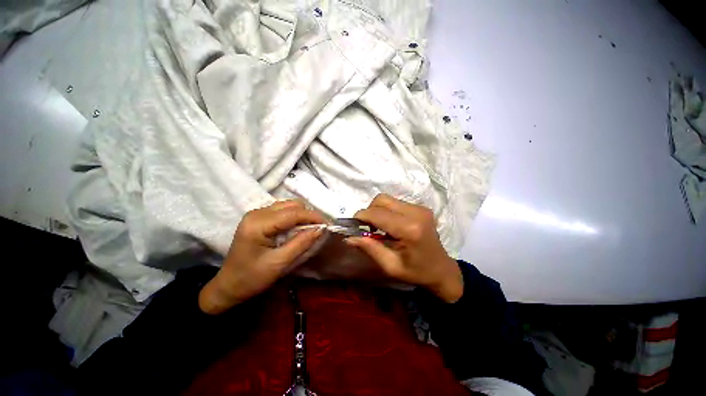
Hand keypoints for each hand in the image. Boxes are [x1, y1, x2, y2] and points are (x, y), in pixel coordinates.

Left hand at [199, 200, 324, 313]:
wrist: (228, 286)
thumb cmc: (252, 278)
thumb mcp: (279, 263)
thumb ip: (301, 243)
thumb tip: (321, 229)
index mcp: (258, 224)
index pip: (293, 213)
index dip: (313, 217)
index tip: (328, 225)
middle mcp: (257, 213)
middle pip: (291, 205)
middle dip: (308, 215)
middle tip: (318, 229)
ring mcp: (257, 213)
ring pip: (288, 205)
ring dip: (302, 215)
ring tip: (309, 229)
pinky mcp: (259, 217)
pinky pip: (283, 210)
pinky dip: (294, 217)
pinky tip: (297, 228)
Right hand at [345, 194, 462, 302]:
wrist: (442, 269)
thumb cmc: (417, 272)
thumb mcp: (390, 266)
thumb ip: (369, 249)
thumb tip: (348, 237)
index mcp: (409, 230)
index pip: (377, 214)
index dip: (361, 217)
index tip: (352, 225)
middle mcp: (416, 213)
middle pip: (381, 200)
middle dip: (368, 211)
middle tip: (366, 228)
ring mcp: (420, 208)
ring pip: (388, 199)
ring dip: (377, 210)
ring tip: (378, 227)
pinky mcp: (421, 207)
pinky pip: (396, 203)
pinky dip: (387, 211)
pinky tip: (390, 225)